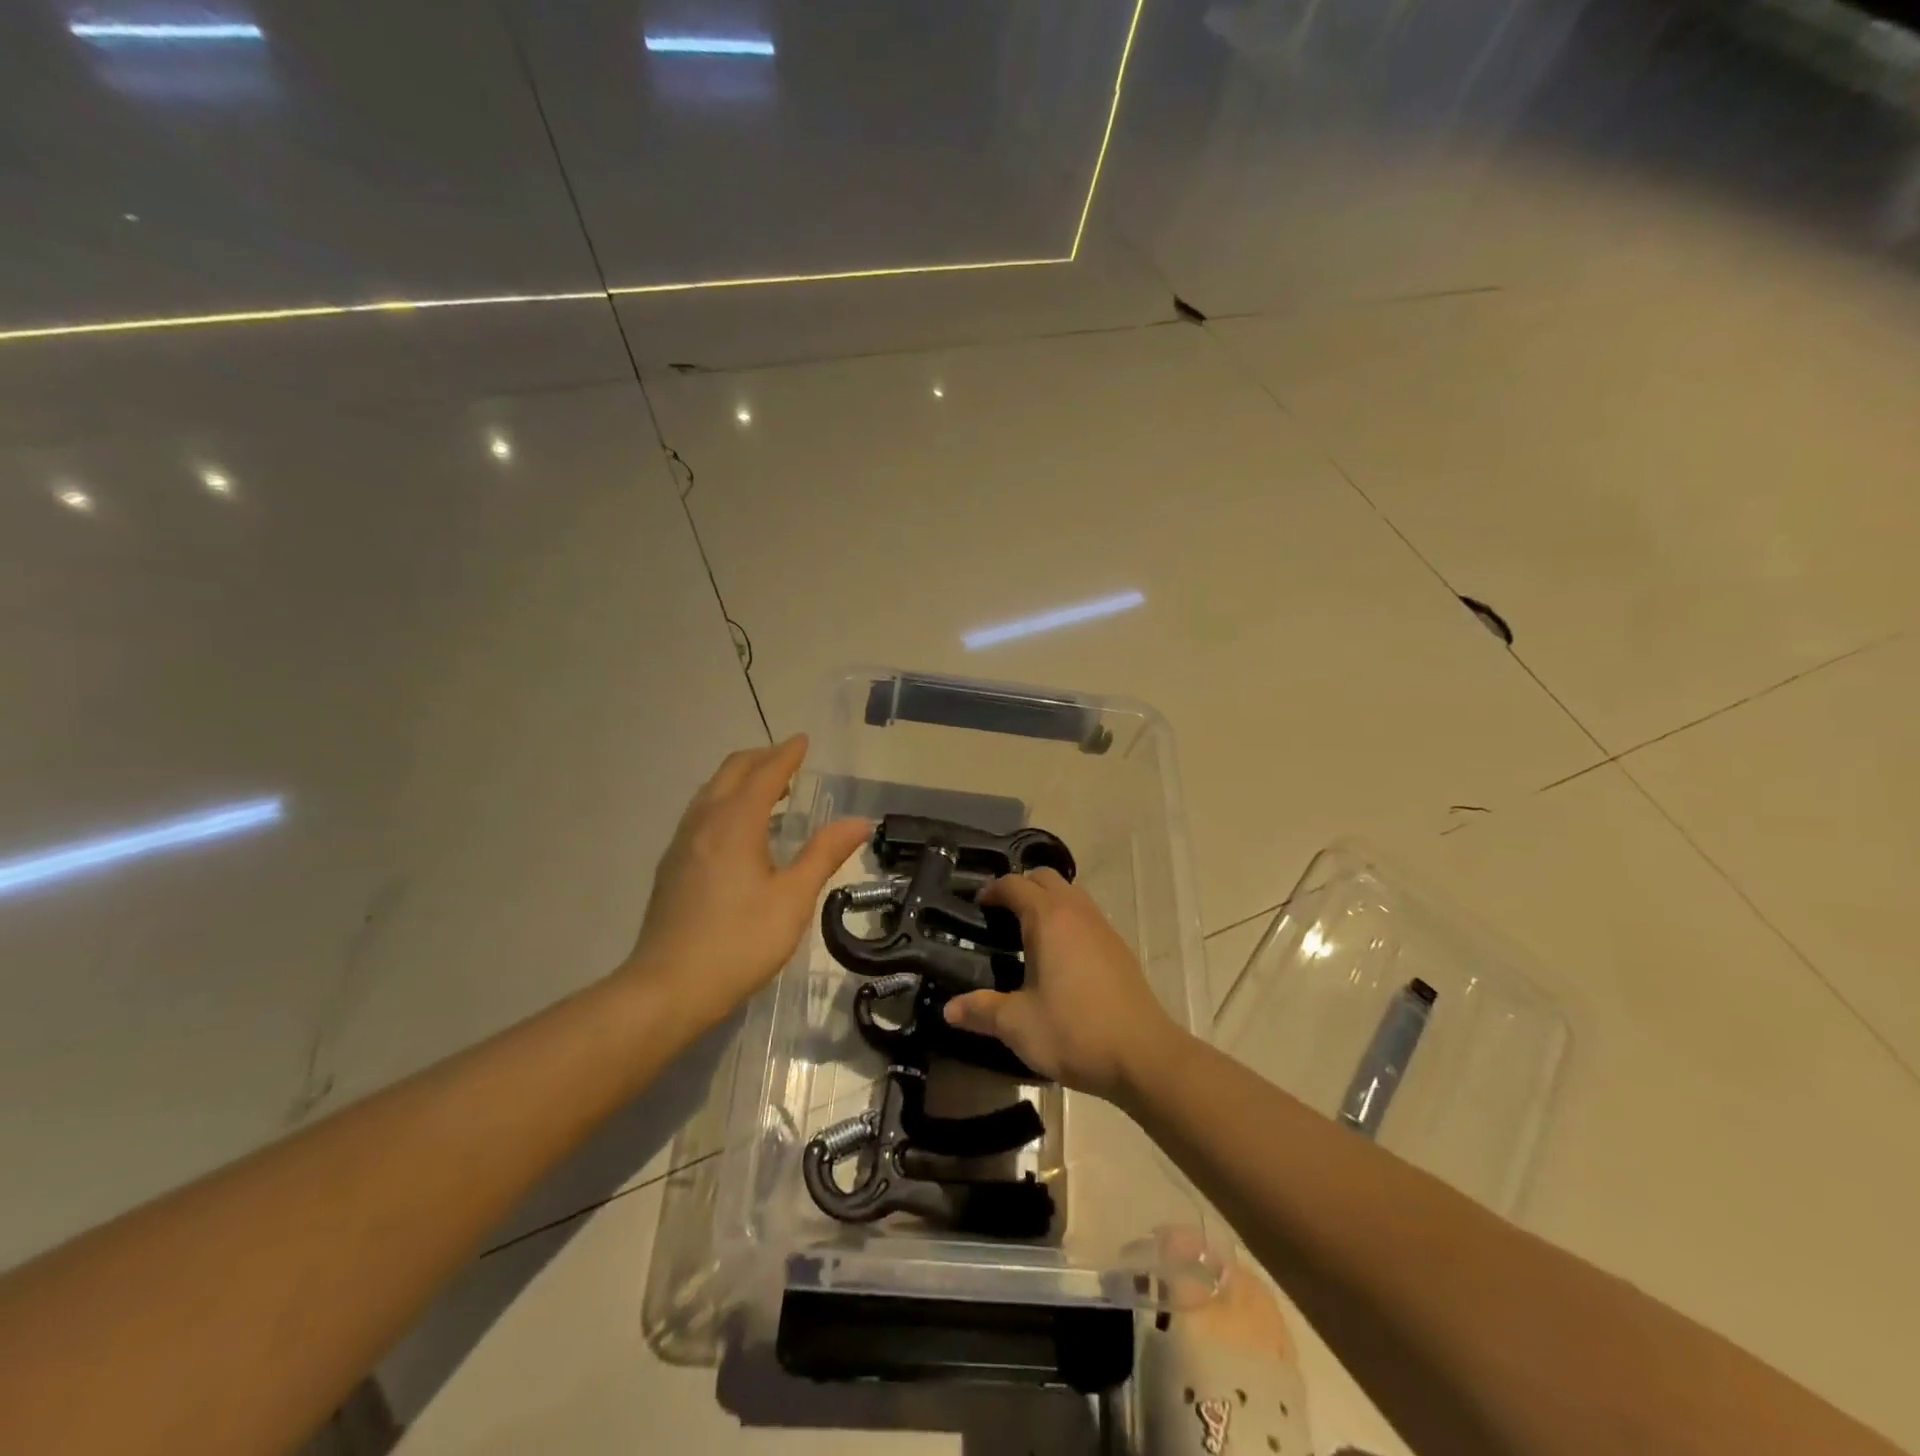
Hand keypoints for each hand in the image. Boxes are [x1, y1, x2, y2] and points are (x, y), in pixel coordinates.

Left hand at [623, 736, 868, 1029]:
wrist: (668, 987)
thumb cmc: (740, 942)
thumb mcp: (793, 898)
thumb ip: (824, 854)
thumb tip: (859, 822)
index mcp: (735, 824)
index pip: (764, 774)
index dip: (786, 755)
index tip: (803, 740)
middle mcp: (704, 822)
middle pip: (731, 773)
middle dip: (761, 759)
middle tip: (788, 760)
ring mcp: (682, 843)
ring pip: (711, 792)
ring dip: (740, 779)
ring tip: (768, 790)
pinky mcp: (672, 865)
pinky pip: (701, 813)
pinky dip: (725, 801)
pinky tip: (738, 828)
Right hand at [944, 868, 1180, 1101]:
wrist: (1143, 1054)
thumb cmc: (1074, 1031)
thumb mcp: (1018, 1024)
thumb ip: (981, 1010)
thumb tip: (949, 1009)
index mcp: (1048, 919)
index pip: (1015, 885)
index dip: (992, 890)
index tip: (977, 906)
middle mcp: (1076, 912)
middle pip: (1045, 878)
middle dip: (1020, 887)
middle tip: (1000, 915)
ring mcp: (1102, 927)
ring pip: (1070, 894)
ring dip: (1047, 901)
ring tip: (1027, 932)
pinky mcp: (1118, 947)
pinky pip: (1086, 915)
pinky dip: (1067, 919)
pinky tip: (1059, 955)